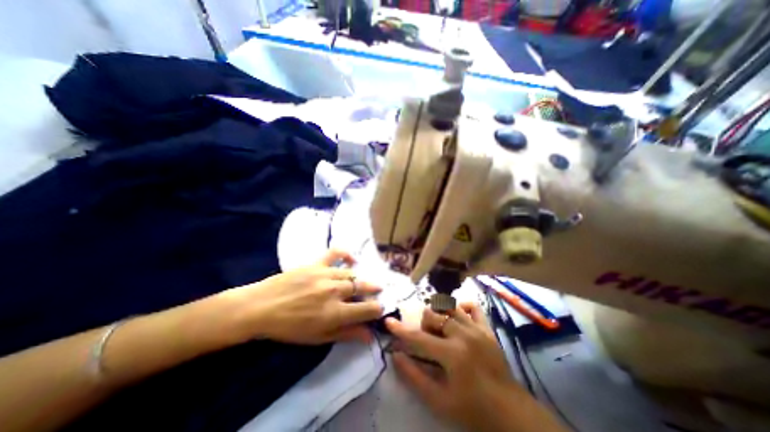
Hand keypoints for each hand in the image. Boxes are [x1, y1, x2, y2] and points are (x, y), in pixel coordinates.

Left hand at [220, 249, 381, 344]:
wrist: (261, 307)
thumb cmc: (289, 327)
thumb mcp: (318, 338)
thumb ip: (346, 334)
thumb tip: (369, 336)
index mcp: (335, 312)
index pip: (368, 309)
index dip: (377, 309)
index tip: (378, 310)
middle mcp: (335, 291)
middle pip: (363, 288)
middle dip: (373, 291)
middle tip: (376, 292)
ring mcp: (326, 274)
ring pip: (352, 274)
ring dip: (361, 279)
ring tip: (363, 282)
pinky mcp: (317, 263)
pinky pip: (336, 253)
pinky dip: (346, 255)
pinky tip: (351, 260)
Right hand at [388, 301, 555, 431]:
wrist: (510, 412)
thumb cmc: (472, 409)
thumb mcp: (439, 401)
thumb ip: (414, 377)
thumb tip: (396, 356)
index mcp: (452, 354)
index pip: (418, 338)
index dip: (400, 330)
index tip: (388, 322)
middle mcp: (464, 335)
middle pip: (434, 314)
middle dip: (424, 324)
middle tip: (427, 339)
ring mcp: (477, 329)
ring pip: (450, 306)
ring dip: (439, 314)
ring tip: (440, 328)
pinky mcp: (487, 328)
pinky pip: (472, 307)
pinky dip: (461, 308)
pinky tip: (457, 319)